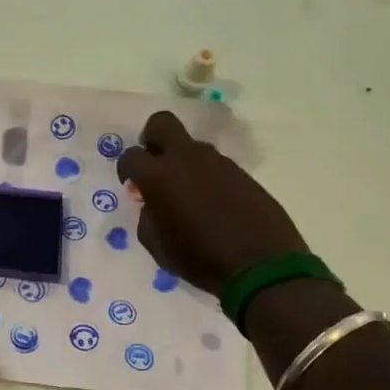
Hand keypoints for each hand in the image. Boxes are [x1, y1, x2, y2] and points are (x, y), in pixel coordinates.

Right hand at [116, 111, 308, 293]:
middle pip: (161, 123)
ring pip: (191, 146)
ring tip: (188, 194)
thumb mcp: (157, 245)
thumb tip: (151, 202)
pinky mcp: (241, 172)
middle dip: (152, 138)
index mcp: (159, 176)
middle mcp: (186, 159)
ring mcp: (218, 162)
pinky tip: (213, 203)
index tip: (134, 187)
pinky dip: (207, 177)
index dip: (128, 170)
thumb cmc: (200, 259)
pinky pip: (214, 165)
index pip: (131, 155)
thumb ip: (147, 216)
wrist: (262, 266)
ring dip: (183, 162)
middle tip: (155, 165)